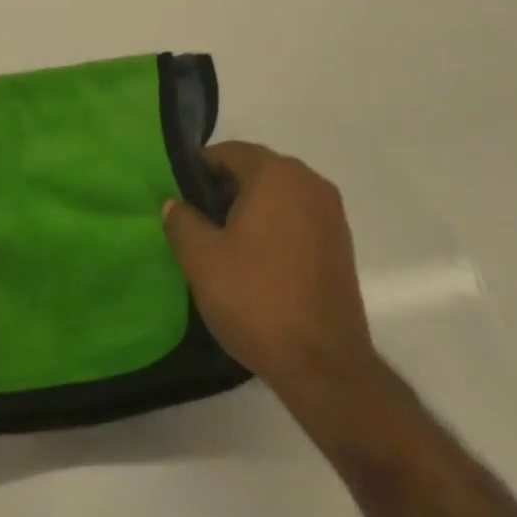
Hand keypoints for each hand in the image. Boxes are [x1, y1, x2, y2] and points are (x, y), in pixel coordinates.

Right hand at [162, 142, 379, 408]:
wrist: (323, 363)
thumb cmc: (256, 299)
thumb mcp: (201, 258)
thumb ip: (181, 220)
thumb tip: (176, 204)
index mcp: (276, 174)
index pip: (229, 152)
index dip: (199, 170)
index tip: (179, 196)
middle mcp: (309, 182)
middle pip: (256, 170)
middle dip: (223, 189)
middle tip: (195, 220)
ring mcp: (331, 213)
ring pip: (278, 195)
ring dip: (249, 208)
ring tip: (222, 243)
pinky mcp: (340, 243)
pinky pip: (297, 218)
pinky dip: (274, 226)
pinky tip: (254, 260)